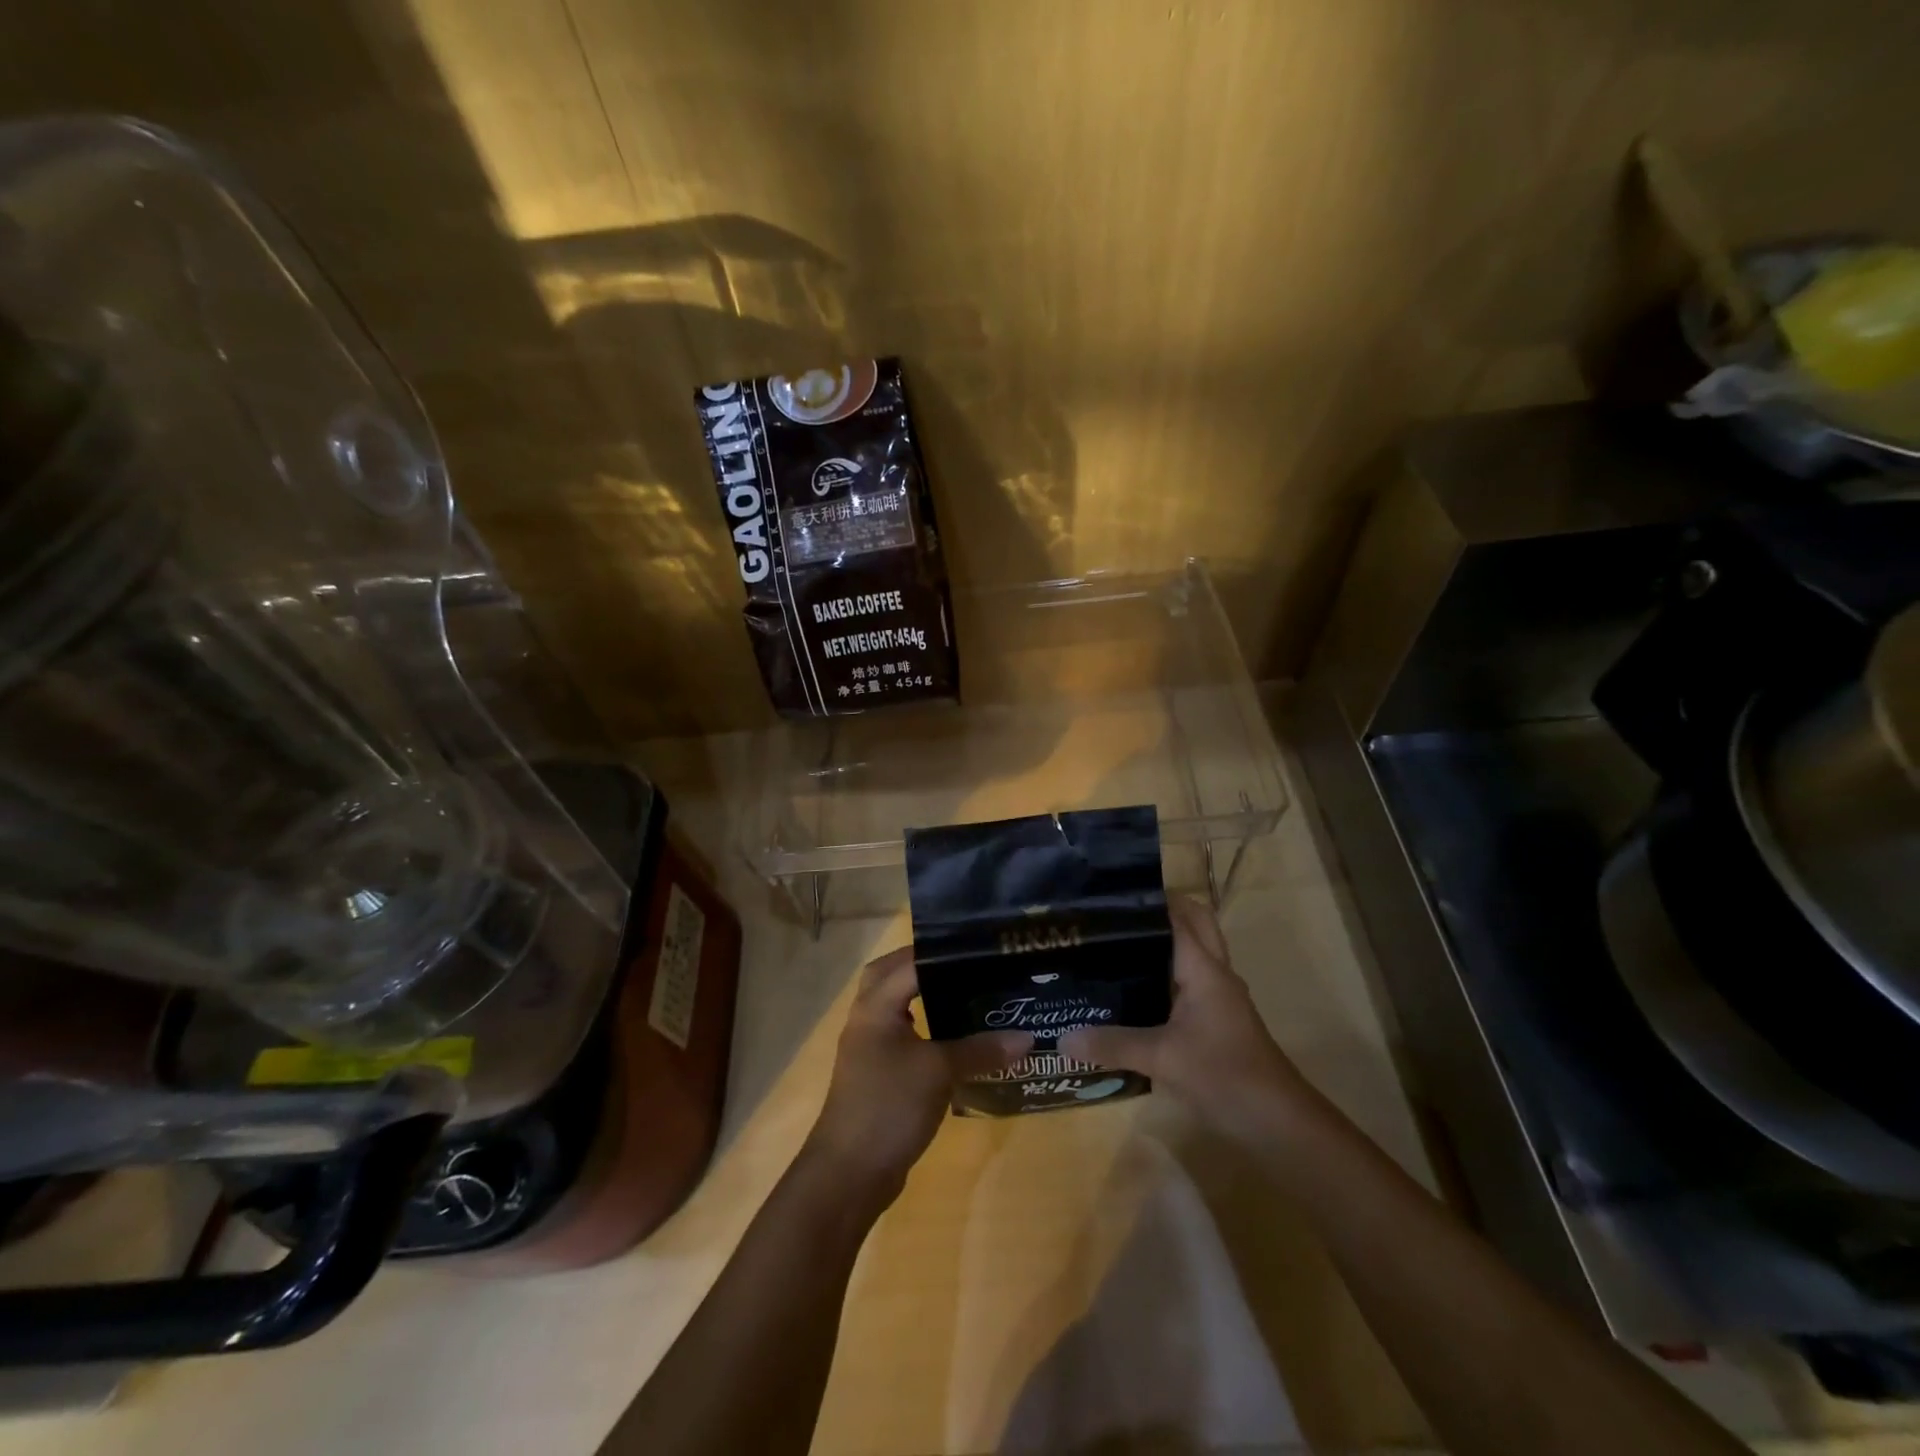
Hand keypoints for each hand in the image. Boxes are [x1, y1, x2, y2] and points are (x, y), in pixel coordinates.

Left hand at [806, 946, 1030, 1203]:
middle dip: (926, 965)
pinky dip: (927, 1028)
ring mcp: (870, 1047)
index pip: (910, 961)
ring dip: (925, 996)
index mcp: (876, 1005)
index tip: (981, 946)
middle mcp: (868, 1018)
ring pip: (897, 1006)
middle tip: (966, 963)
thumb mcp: (939, 1072)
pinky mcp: (879, 1074)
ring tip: (967, 992)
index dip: (944, 951)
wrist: (849, 1173)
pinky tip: (957, 1038)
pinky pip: (904, 1036)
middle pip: (893, 975)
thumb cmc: (889, 1106)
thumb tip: (1027, 1038)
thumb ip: (981, 1050)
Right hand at [1061, 897, 1322, 1141]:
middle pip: (1192, 925)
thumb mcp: (1162, 1058)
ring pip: (1189, 954)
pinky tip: (1130, 992)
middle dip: (1157, 914)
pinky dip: (1163, 976)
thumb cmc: (1224, 1074)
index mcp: (1204, 967)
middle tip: (1112, 917)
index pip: (1176, 915)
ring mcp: (1217, 997)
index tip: (1107, 895)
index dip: (1146, 900)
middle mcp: (1214, 973)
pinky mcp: (1215, 1020)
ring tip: (1111, 945)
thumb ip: (1112, 1044)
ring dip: (1160, 945)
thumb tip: (1062, 1037)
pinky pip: (1186, 983)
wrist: (1278, 1123)